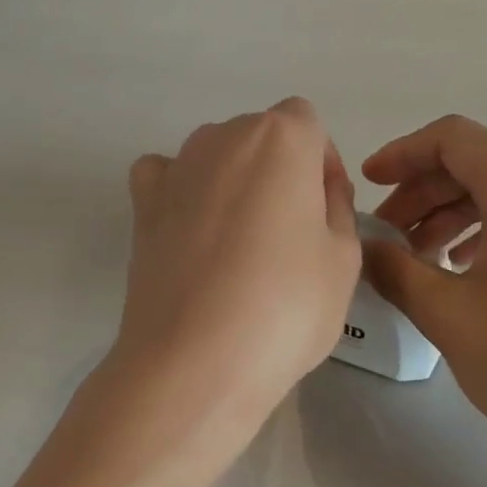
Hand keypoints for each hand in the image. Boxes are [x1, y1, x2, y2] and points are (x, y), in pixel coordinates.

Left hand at [112, 99, 361, 439]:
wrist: (194, 361)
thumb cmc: (285, 308)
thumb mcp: (344, 258)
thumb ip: (337, 206)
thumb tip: (316, 190)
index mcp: (281, 137)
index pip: (309, 125)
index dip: (321, 166)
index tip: (324, 213)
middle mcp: (223, 136)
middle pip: (261, 138)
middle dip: (280, 172)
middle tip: (289, 236)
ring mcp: (175, 167)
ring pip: (217, 157)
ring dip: (234, 184)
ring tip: (240, 247)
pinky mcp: (141, 204)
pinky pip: (168, 178)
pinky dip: (183, 193)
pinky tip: (193, 234)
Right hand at [361, 115, 486, 482]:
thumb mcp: (446, 314)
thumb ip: (394, 269)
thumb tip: (367, 247)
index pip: (453, 139)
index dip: (401, 154)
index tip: (368, 184)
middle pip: (481, 163)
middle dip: (424, 193)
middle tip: (388, 235)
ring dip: (456, 214)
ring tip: (423, 259)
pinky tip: (471, 271)